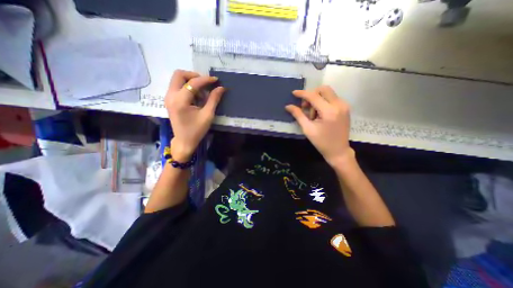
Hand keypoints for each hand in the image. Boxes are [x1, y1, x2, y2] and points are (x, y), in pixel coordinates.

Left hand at [164, 70, 224, 161]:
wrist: (184, 141)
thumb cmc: (197, 130)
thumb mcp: (208, 115)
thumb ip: (214, 99)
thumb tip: (221, 88)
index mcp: (180, 101)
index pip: (193, 83)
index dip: (206, 79)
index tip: (216, 80)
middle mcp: (170, 95)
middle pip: (179, 74)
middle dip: (194, 76)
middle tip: (206, 84)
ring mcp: (168, 97)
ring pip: (177, 79)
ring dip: (191, 81)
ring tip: (202, 93)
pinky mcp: (169, 100)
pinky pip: (177, 86)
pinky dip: (187, 87)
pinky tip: (196, 97)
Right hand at [284, 85, 352, 166]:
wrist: (338, 151)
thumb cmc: (321, 142)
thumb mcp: (307, 129)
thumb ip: (298, 115)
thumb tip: (288, 106)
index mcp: (329, 111)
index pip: (314, 96)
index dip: (302, 93)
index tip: (294, 93)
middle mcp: (339, 105)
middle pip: (323, 89)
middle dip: (312, 95)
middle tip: (306, 107)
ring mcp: (344, 106)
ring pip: (328, 93)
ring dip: (318, 99)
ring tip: (313, 114)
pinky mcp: (345, 108)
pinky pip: (332, 98)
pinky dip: (323, 102)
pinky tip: (320, 113)